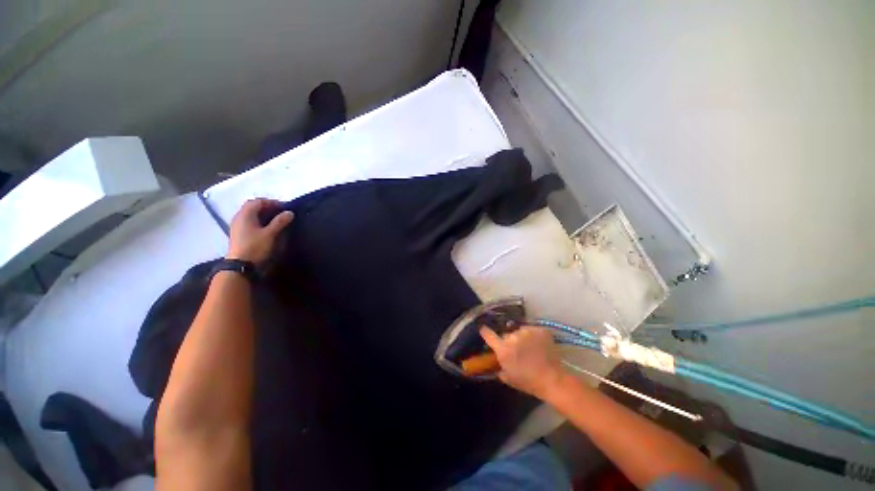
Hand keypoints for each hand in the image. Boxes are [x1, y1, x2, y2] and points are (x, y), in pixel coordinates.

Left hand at [226, 198, 293, 264]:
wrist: (241, 265)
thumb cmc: (255, 247)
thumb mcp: (270, 234)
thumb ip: (280, 222)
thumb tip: (289, 212)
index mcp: (245, 214)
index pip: (258, 201)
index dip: (271, 202)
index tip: (284, 208)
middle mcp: (239, 217)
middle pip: (253, 206)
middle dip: (267, 207)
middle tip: (281, 212)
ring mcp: (237, 225)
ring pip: (251, 214)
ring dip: (263, 214)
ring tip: (276, 220)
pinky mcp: (238, 233)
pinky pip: (249, 221)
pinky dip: (259, 220)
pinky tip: (267, 227)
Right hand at [480, 326, 565, 399]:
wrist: (553, 380)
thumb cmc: (529, 382)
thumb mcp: (509, 378)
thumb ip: (499, 368)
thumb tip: (497, 362)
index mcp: (503, 349)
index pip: (488, 334)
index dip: (485, 332)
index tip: (483, 329)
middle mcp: (512, 337)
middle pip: (506, 334)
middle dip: (509, 340)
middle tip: (517, 350)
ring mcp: (526, 331)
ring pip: (519, 331)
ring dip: (522, 338)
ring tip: (530, 348)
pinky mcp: (539, 329)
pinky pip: (532, 330)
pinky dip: (533, 336)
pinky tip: (539, 345)